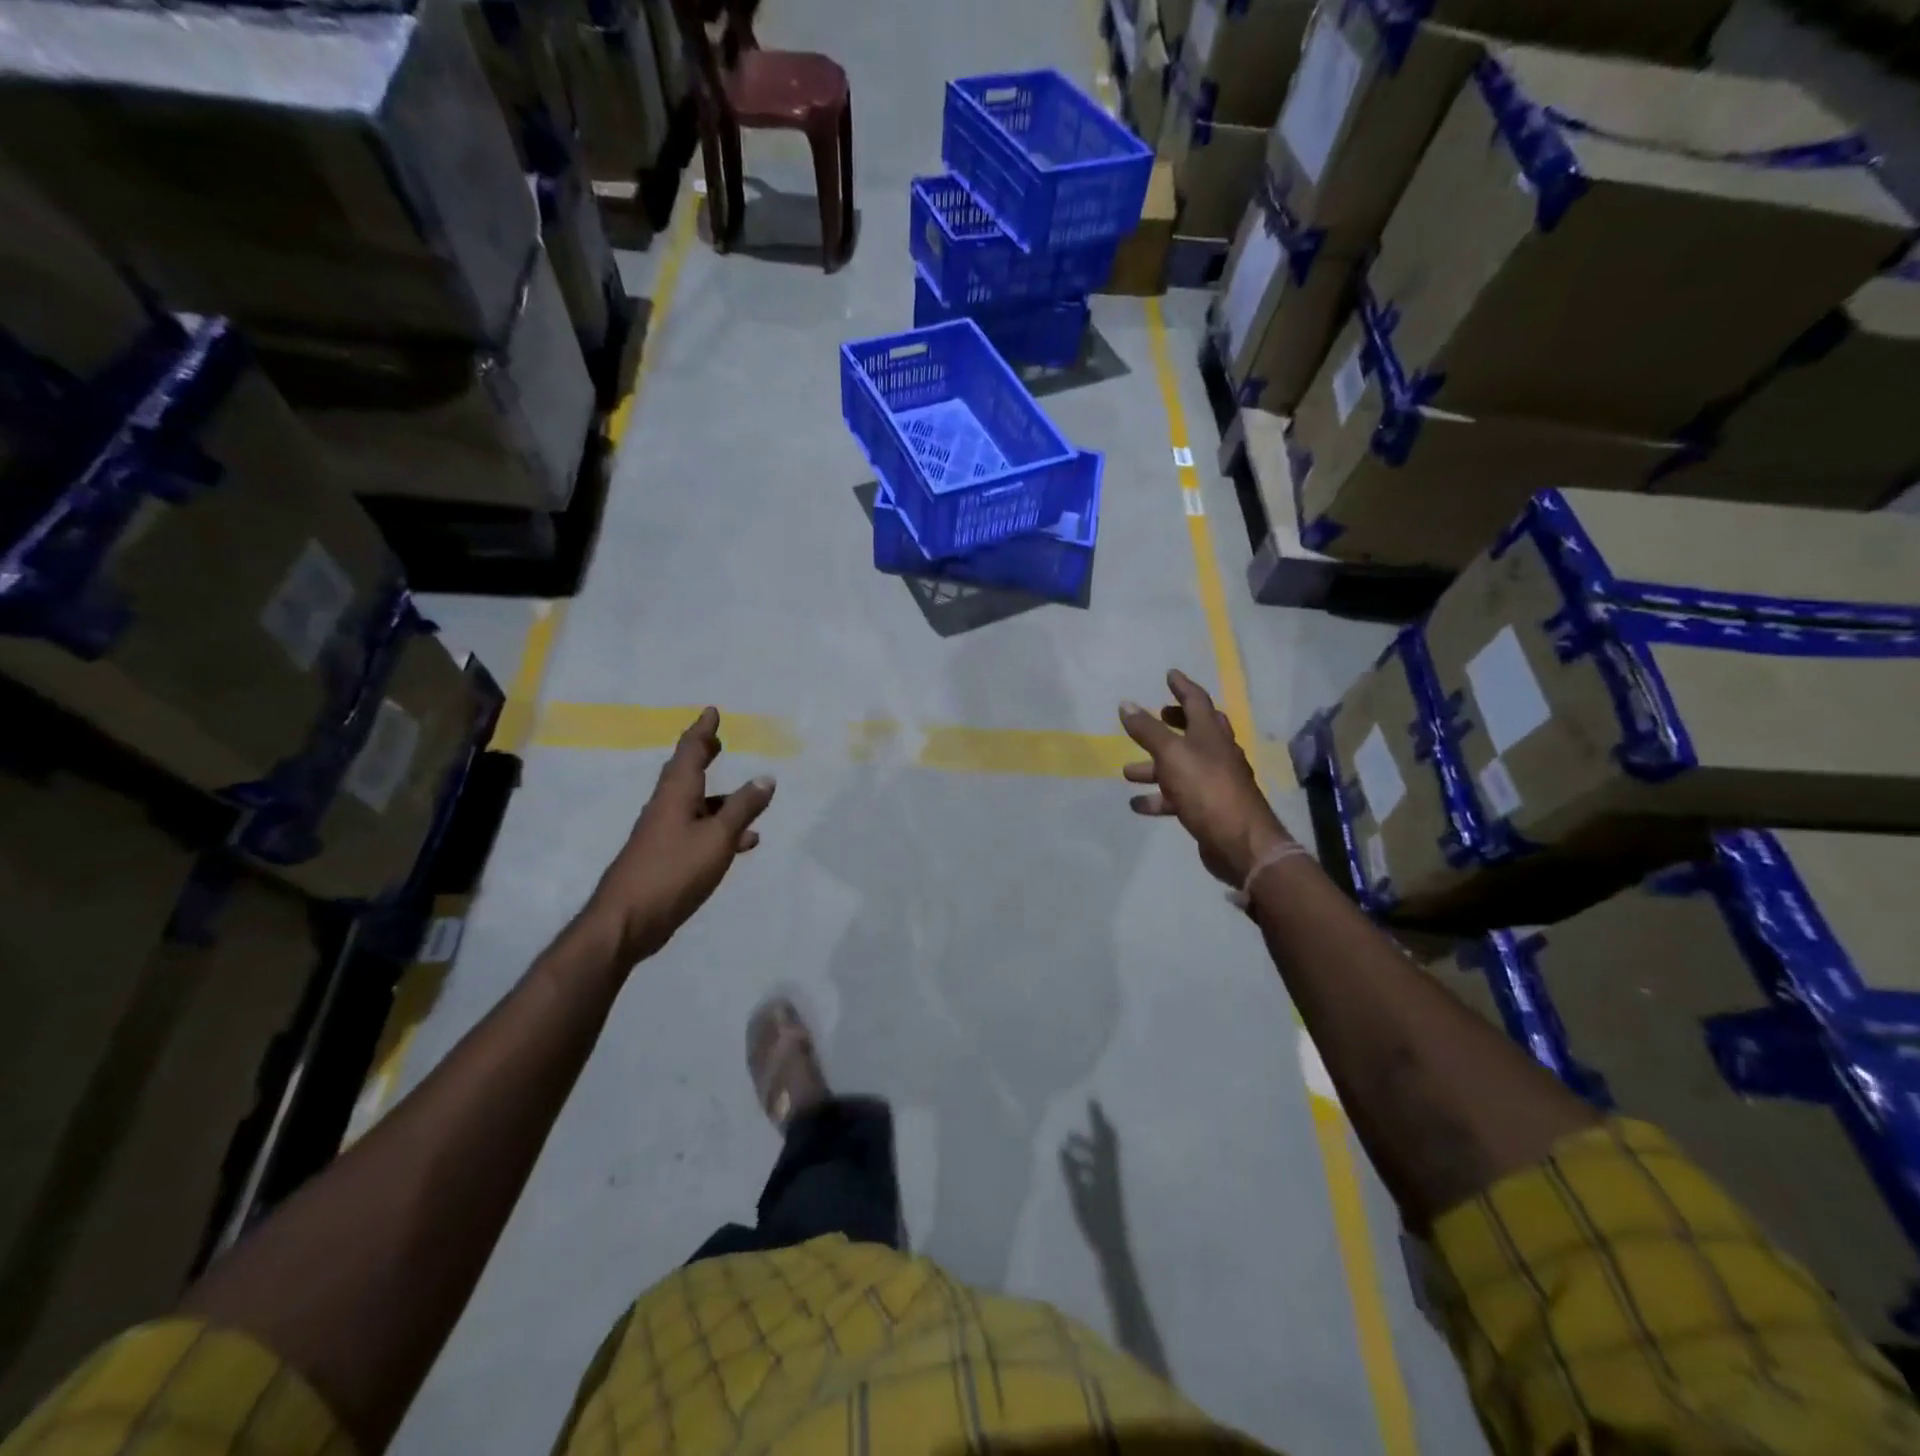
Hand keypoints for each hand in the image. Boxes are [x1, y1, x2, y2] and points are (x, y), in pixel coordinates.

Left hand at [586, 707, 775, 967]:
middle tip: (718, 741)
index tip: (712, 712)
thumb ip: (742, 808)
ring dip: (719, 799)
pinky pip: (698, 833)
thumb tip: (766, 778)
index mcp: (675, 795)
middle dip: (703, 757)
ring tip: (747, 797)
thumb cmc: (673, 872)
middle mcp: (666, 808)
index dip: (702, 732)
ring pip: (696, 806)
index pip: (689, 752)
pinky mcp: (667, 860)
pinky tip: (743, 842)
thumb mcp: (717, 838)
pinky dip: (720, 829)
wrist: (627, 921)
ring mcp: (664, 835)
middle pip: (685, 774)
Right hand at [1059, 1101, 1124, 1246]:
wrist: (1114, 1247)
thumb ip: (1071, 1172)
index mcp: (1106, 1168)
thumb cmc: (1096, 1221)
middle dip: (1097, 1126)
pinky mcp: (1109, 1190)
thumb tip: (1062, 1148)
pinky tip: (1075, 1164)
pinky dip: (1087, 1159)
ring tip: (1069, 1141)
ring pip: (1100, 1154)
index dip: (1097, 1118)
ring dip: (1087, 1145)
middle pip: (1107, 1142)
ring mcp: (1111, 1180)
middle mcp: (1111, 1170)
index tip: (1092, 1100)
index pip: (1102, 1137)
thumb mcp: (1079, 1196)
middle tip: (1088, 1112)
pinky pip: (1098, 1166)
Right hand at [1120, 669, 1290, 888]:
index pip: (1197, 701)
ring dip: (1154, 767)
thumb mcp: (1171, 754)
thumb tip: (1126, 703)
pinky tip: (1137, 804)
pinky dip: (1157, 798)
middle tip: (1157, 715)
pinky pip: (1177, 796)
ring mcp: (1214, 782)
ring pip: (1180, 767)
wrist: (1240, 842)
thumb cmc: (1206, 788)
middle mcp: (1216, 754)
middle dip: (1174, 723)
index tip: (1170, 674)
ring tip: (1128, 771)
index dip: (1182, 687)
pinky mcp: (1208, 808)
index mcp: (1211, 734)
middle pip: (1194, 731)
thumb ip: (1147, 730)